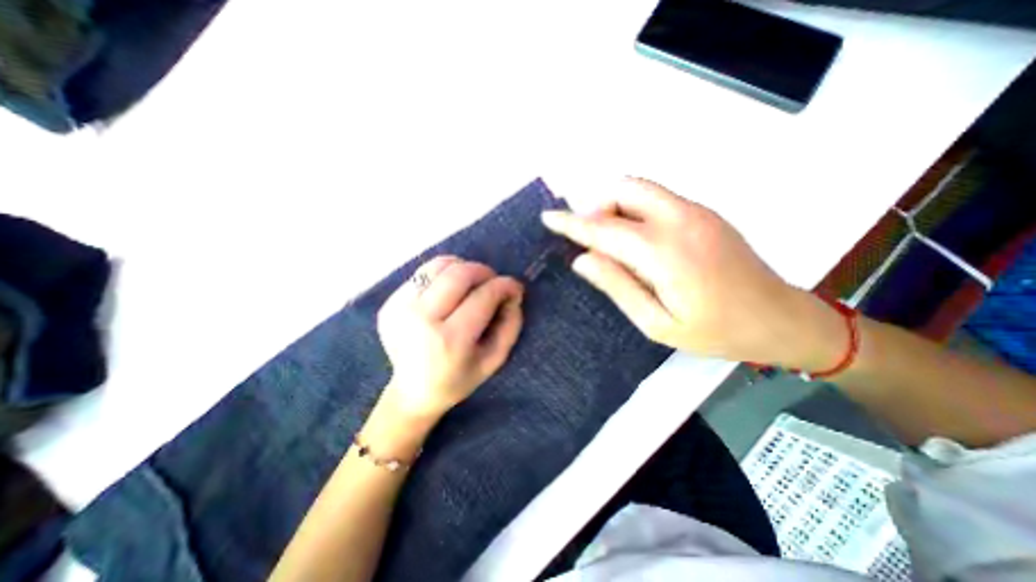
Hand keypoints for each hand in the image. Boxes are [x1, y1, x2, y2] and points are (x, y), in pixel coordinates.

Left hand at [380, 257, 525, 420]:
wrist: (411, 393)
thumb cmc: (459, 379)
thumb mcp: (494, 360)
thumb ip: (510, 325)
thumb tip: (512, 293)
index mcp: (450, 340)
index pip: (483, 296)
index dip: (504, 286)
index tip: (515, 287)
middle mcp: (421, 319)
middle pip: (459, 273)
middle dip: (483, 271)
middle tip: (492, 281)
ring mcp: (399, 309)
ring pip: (438, 266)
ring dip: (461, 268)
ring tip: (470, 283)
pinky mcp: (389, 304)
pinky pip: (422, 274)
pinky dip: (442, 276)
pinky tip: (447, 293)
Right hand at [543, 177, 839, 366]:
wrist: (781, 319)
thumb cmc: (715, 331)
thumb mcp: (656, 323)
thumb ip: (617, 286)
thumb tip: (583, 259)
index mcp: (664, 252)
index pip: (604, 228)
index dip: (572, 222)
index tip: (548, 217)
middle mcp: (680, 219)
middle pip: (625, 189)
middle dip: (596, 205)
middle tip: (589, 237)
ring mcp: (696, 211)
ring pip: (641, 188)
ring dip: (616, 205)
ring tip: (612, 240)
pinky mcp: (705, 213)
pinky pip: (658, 199)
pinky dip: (635, 209)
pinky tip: (638, 239)